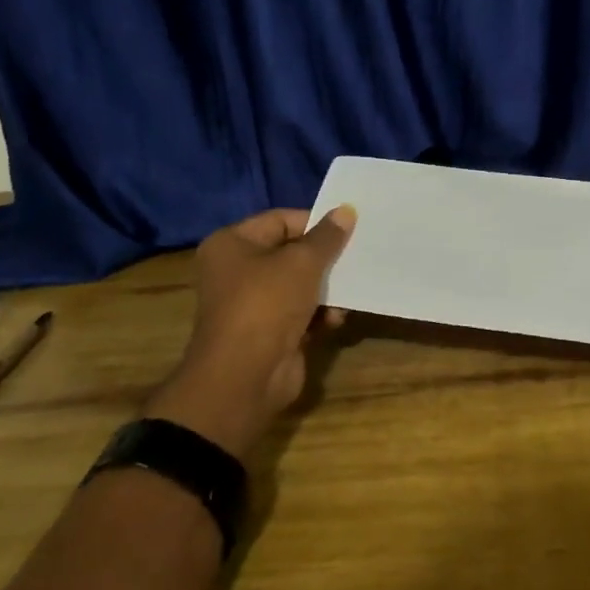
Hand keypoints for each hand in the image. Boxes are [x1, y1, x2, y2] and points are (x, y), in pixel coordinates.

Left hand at [145, 205, 355, 459]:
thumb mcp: (302, 263)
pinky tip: (336, 319)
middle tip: (357, 256)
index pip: (281, 220)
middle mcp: (237, 270)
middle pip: (292, 252)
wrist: (244, 378)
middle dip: (325, 258)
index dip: (315, 223)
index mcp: (232, 244)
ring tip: (350, 291)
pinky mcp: (268, 332)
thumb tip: (345, 210)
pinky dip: (320, 313)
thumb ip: (327, 236)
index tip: (349, 228)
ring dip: (327, 289)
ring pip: (300, 284)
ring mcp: (252, 303)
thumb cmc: (267, 304)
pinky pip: (301, 312)